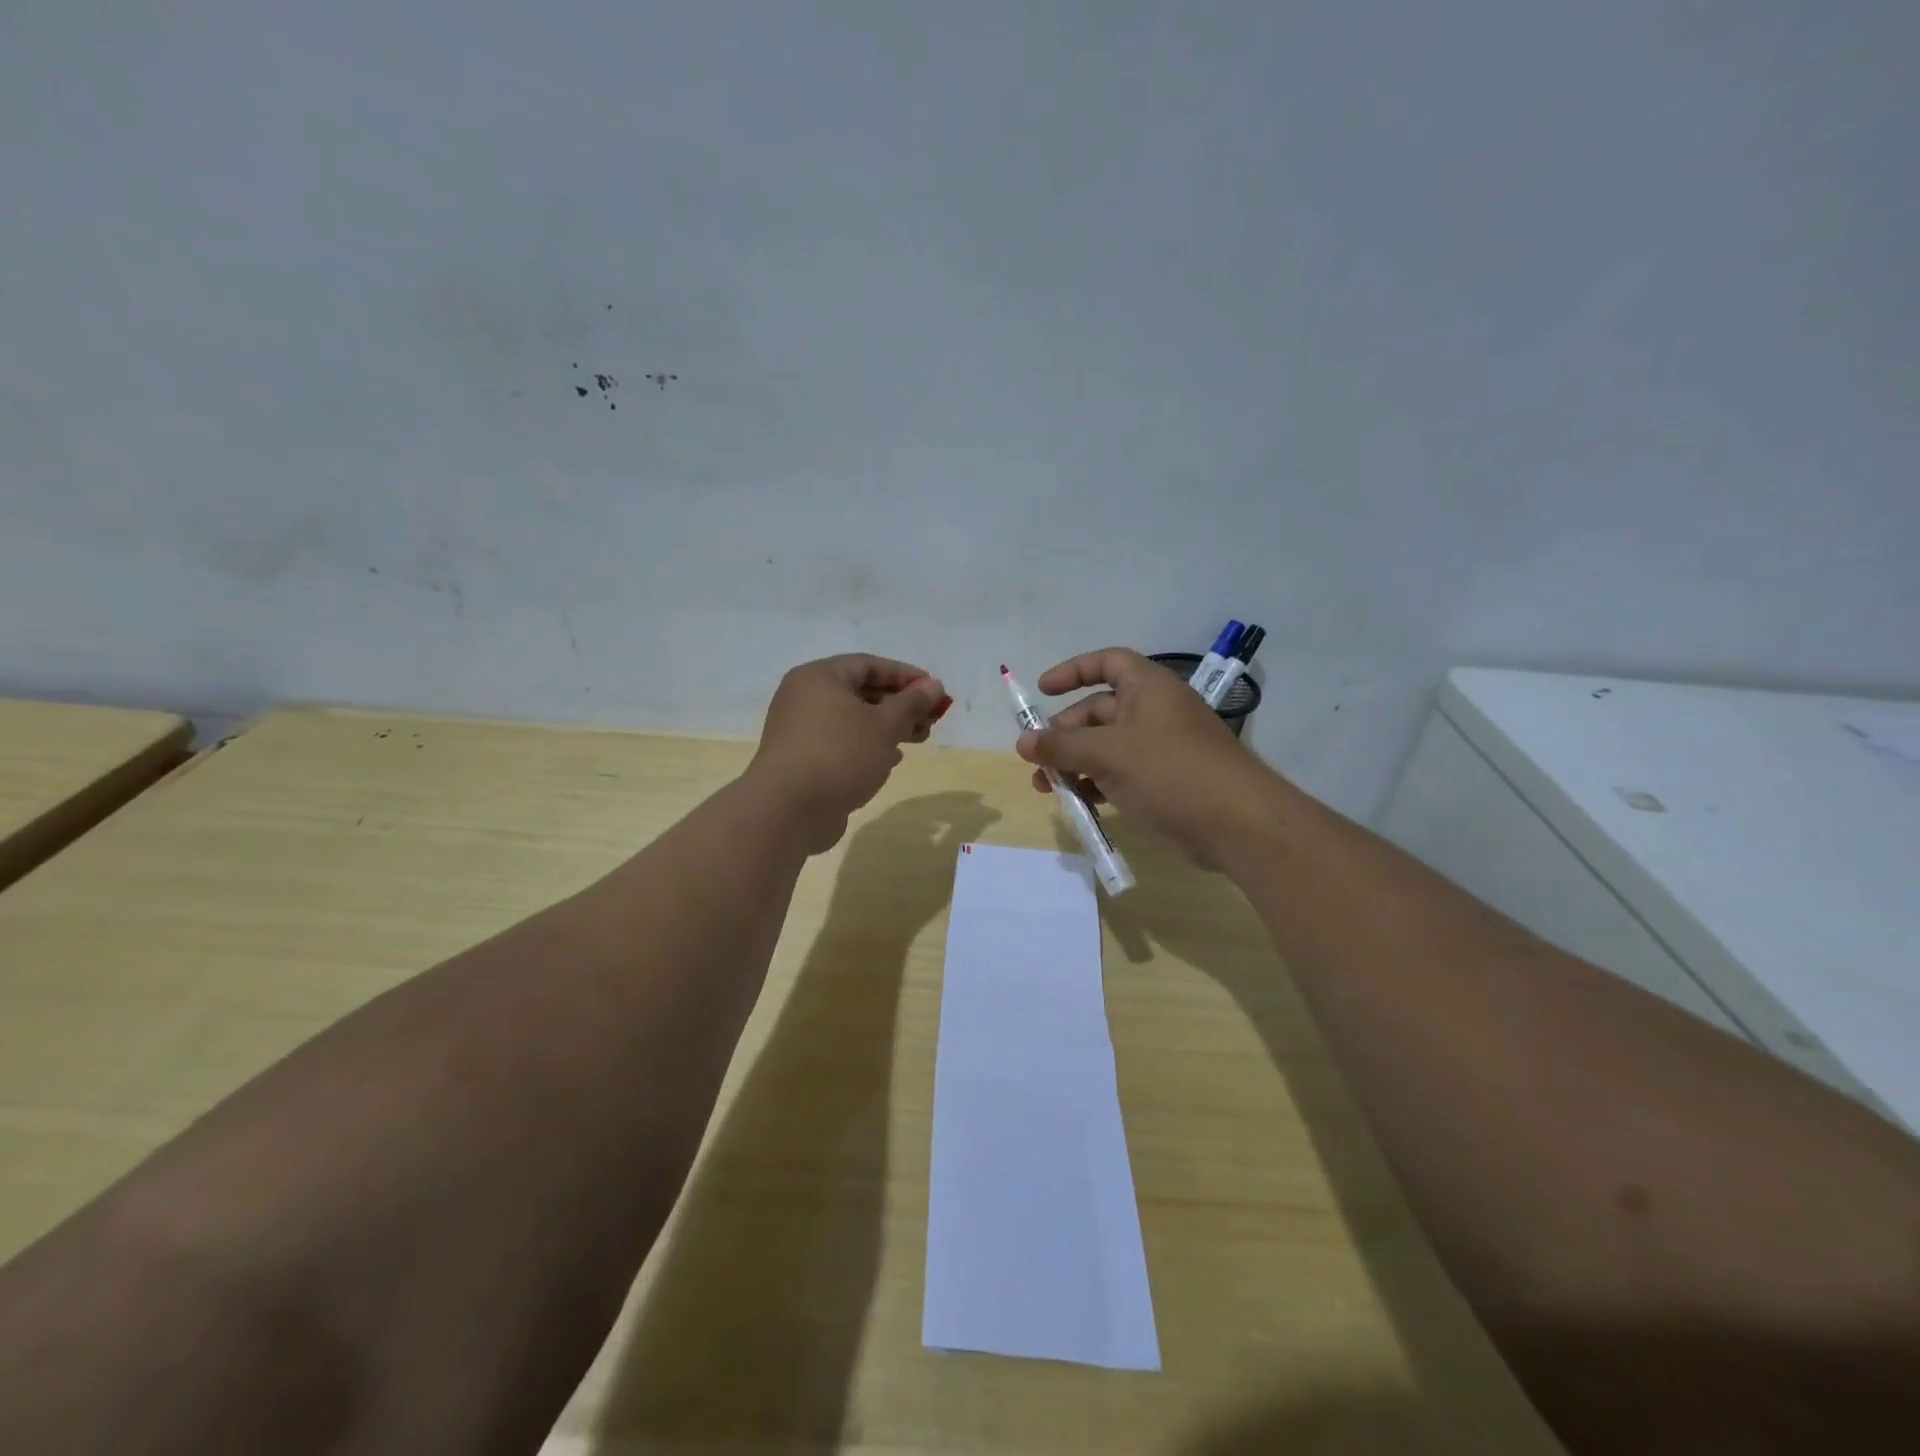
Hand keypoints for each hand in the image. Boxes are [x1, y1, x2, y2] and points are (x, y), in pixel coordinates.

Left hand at [747, 655, 949, 853]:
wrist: (788, 809)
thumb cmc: (840, 755)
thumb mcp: (884, 725)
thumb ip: (911, 703)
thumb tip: (933, 685)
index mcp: (820, 677)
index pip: (869, 665)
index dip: (905, 676)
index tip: (935, 691)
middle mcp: (805, 697)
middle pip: (861, 692)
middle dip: (900, 704)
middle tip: (931, 719)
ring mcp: (801, 730)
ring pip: (853, 720)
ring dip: (888, 727)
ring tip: (919, 739)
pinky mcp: (802, 759)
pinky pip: (841, 743)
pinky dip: (868, 746)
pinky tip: (891, 760)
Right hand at [1017, 647, 1281, 867]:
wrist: (1236, 823)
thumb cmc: (1169, 771)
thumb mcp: (1107, 754)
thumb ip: (1061, 747)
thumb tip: (1022, 743)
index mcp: (1147, 688)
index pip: (1106, 663)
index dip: (1073, 671)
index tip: (1042, 690)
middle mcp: (1154, 711)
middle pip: (1099, 710)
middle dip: (1065, 733)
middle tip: (1038, 759)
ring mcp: (1161, 748)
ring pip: (1106, 747)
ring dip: (1074, 763)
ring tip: (1046, 788)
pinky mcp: (1165, 781)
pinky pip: (1121, 774)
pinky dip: (1097, 783)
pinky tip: (1078, 803)